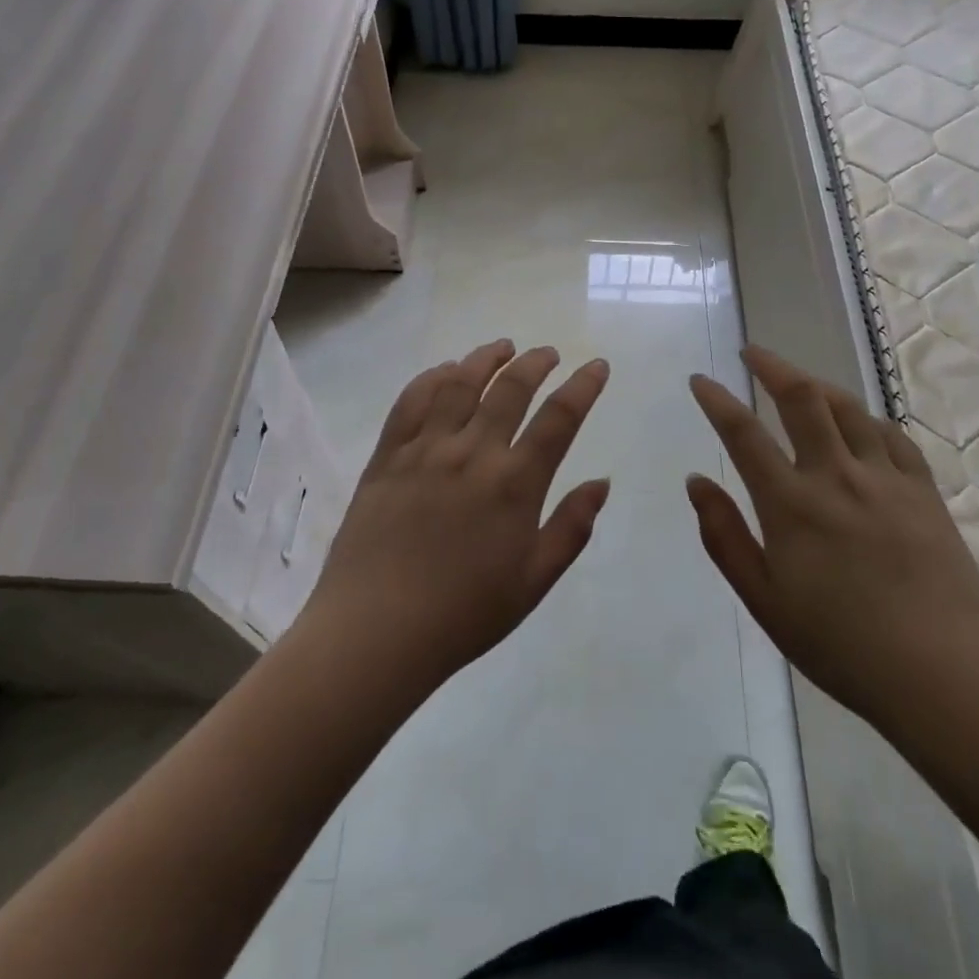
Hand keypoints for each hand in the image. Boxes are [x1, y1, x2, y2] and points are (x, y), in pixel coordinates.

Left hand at [301, 340, 610, 690]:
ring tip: (502, 348)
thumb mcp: (534, 581)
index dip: (583, 386)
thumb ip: (571, 528)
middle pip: (510, 388)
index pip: (559, 418)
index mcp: (515, 484)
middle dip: (536, 363)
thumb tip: (601, 482)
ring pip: (460, 382)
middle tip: (547, 353)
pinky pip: (412, 400)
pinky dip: (433, 376)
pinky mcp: (387, 455)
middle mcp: (473, 453)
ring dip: (486, 358)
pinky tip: (446, 371)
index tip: (596, 365)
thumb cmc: (463, 614)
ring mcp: (425, 449)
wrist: (376, 630)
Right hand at [687, 346, 978, 733]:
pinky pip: (892, 435)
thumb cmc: (841, 646)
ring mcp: (886, 479)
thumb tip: (696, 481)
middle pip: (802, 399)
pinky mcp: (925, 492)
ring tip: (800, 381)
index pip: (744, 434)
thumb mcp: (764, 600)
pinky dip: (866, 418)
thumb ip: (724, 536)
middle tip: (753, 352)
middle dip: (772, 367)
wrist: (945, 677)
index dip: (717, 401)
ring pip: (849, 408)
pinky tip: (860, 423)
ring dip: (817, 385)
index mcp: (791, 504)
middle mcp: (836, 476)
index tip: (700, 379)